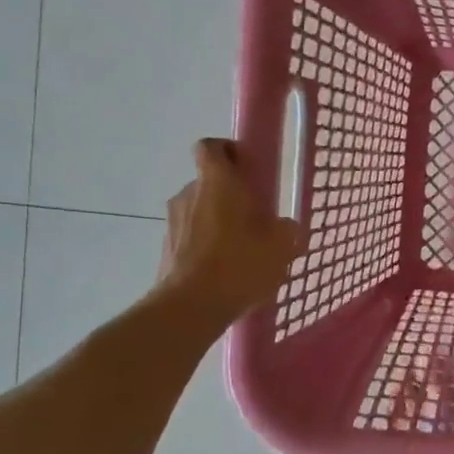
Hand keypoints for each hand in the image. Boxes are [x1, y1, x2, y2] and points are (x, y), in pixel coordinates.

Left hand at [156, 139, 305, 321]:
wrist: (190, 307)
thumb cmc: (239, 264)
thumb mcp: (280, 247)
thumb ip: (287, 231)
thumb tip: (288, 227)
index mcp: (217, 182)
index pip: (211, 147)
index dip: (228, 151)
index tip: (248, 168)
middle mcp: (189, 194)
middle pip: (209, 182)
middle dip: (230, 196)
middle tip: (255, 218)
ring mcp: (173, 222)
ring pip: (200, 212)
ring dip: (219, 223)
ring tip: (242, 251)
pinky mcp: (166, 249)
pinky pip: (191, 238)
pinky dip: (206, 246)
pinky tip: (226, 272)